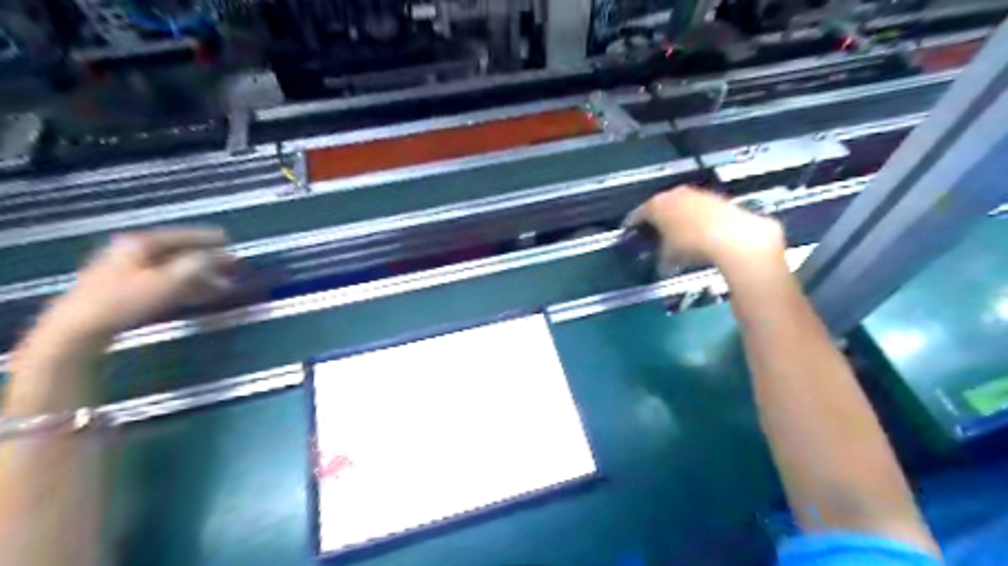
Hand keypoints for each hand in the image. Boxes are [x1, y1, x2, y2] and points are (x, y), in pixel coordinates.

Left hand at [41, 227, 236, 340]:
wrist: (78, 329)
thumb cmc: (125, 301)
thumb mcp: (169, 281)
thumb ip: (199, 265)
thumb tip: (221, 256)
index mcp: (141, 243)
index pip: (183, 236)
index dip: (209, 239)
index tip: (231, 241)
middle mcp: (134, 251)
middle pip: (180, 253)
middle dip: (208, 261)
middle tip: (232, 267)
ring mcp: (128, 270)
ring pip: (174, 269)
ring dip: (201, 277)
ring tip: (224, 287)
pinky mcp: (125, 289)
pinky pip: (165, 281)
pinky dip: (186, 286)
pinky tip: (201, 296)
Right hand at [623, 187, 786, 272]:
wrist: (730, 235)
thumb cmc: (690, 244)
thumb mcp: (669, 257)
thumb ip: (661, 259)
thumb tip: (662, 267)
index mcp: (655, 205)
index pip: (637, 214)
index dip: (632, 225)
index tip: (629, 231)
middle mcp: (673, 195)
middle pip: (659, 206)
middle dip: (656, 219)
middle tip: (653, 233)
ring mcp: (695, 194)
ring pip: (679, 205)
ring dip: (676, 218)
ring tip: (677, 234)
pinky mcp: (715, 198)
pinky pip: (697, 208)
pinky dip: (693, 218)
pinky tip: (697, 232)